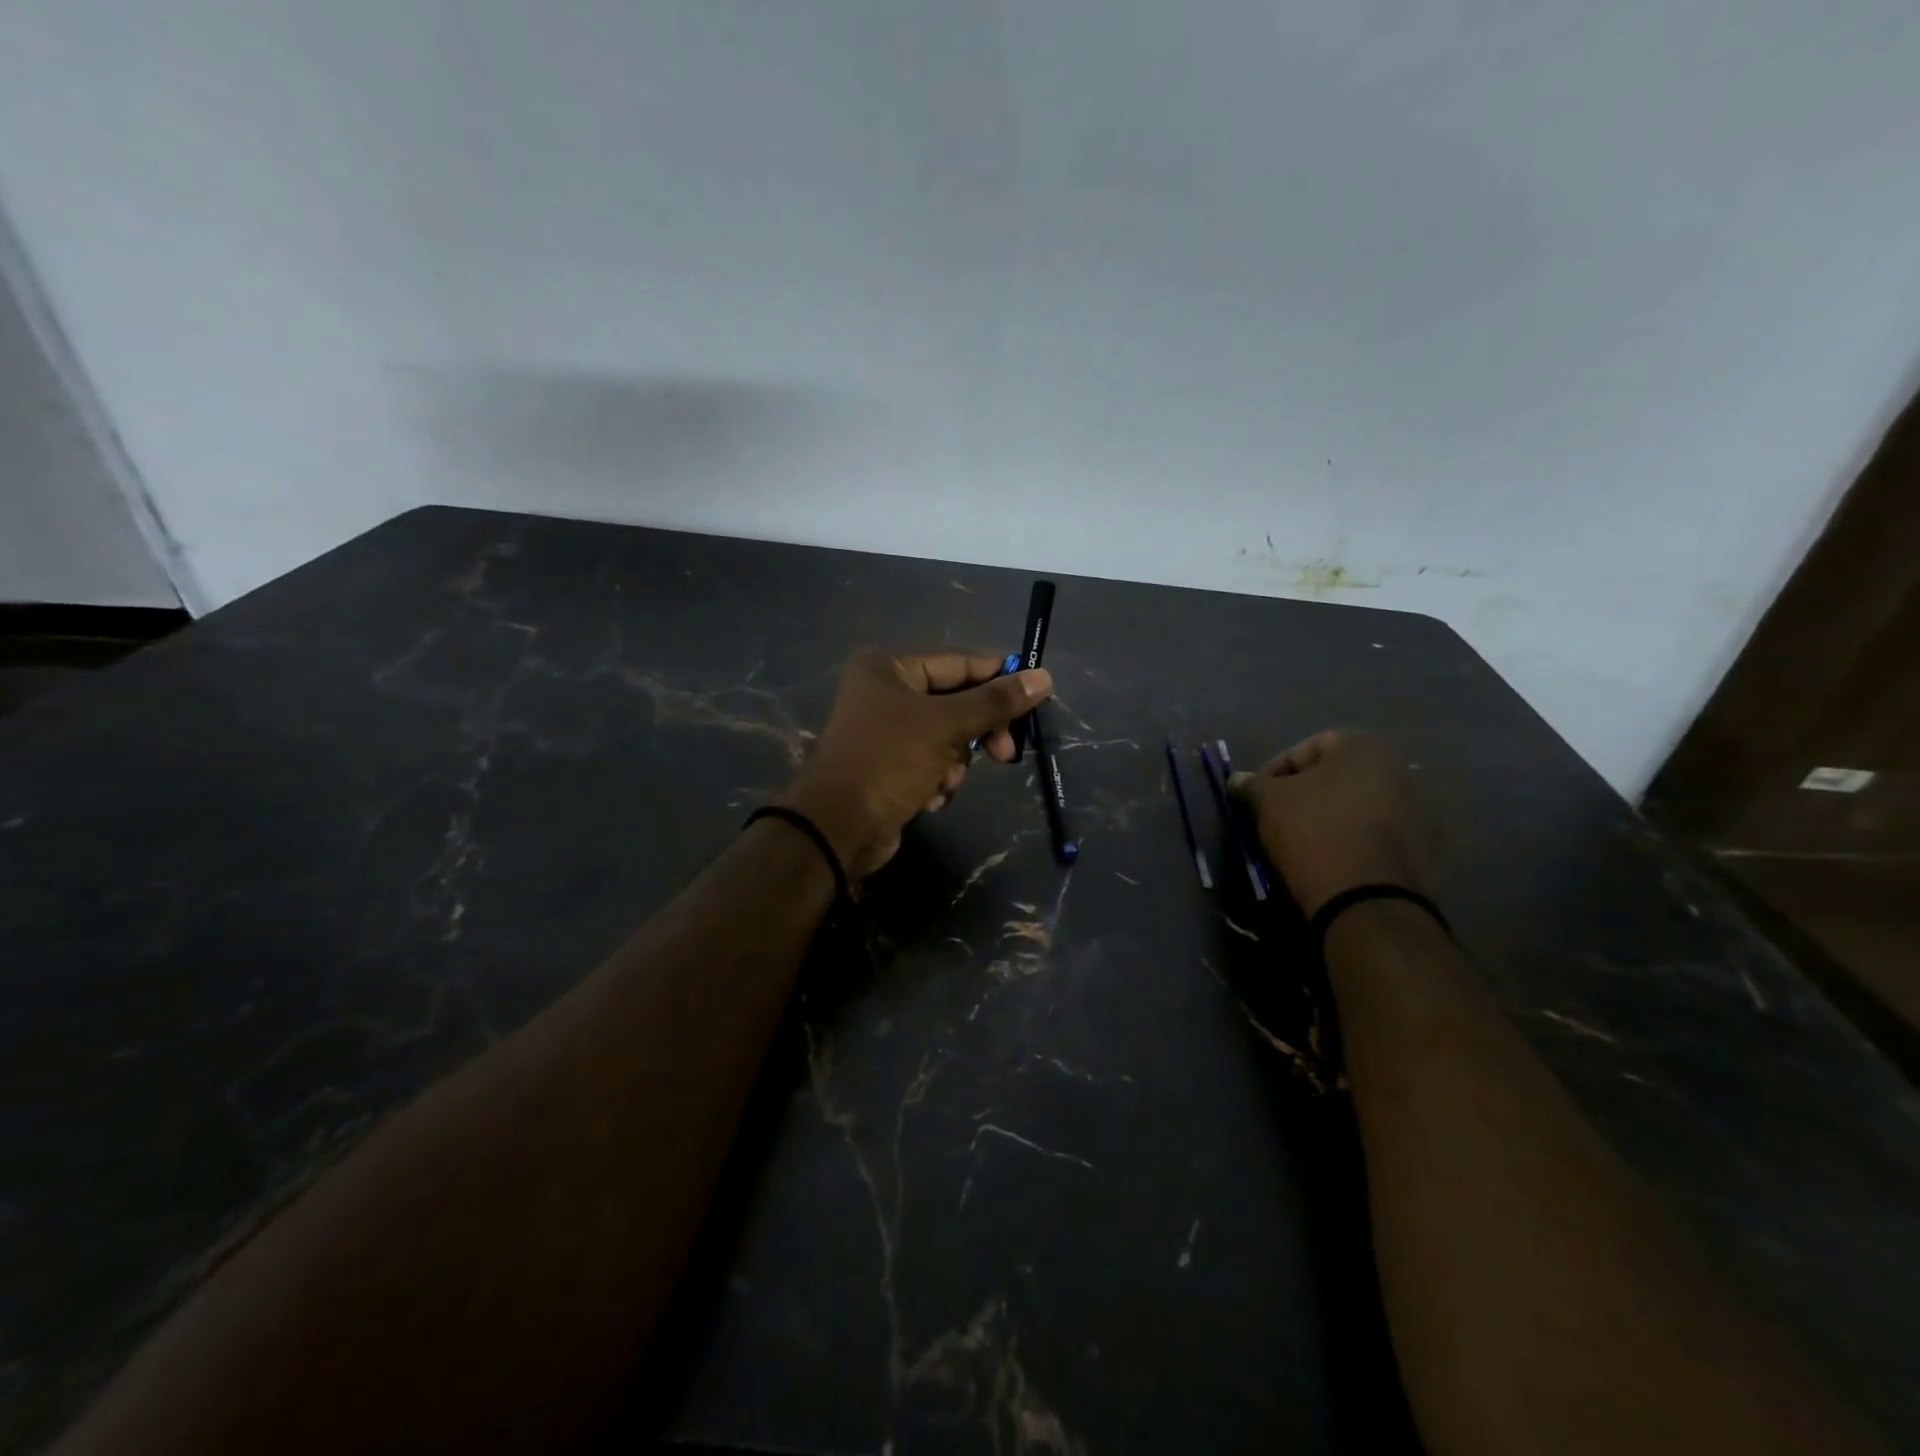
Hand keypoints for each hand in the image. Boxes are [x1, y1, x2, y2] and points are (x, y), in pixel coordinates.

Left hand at [780, 649, 1052, 878]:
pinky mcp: (888, 766)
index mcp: (889, 667)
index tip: (1035, 699)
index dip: (999, 679)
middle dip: (977, 733)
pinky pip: (930, 762)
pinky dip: (937, 779)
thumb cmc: (889, 762)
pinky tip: (929, 797)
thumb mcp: (947, 726)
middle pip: (955, 702)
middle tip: (1005, 754)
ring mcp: (884, 731)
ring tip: (944, 780)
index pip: (959, 662)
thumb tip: (1043, 678)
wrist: (838, 829)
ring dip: (954, 762)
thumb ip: (996, 702)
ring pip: (947, 737)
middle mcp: (883, 692)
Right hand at [1229, 730, 1432, 916]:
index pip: (1304, 748)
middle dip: (1302, 793)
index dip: (1273, 771)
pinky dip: (1350, 838)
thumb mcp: (1268, 802)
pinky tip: (1329, 856)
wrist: (1368, 899)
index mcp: (1362, 747)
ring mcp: (1416, 808)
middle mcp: (1397, 768)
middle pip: (1333, 775)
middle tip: (1275, 816)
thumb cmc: (1314, 832)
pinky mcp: (1422, 845)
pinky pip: (1374, 832)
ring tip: (1300, 839)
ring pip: (1354, 804)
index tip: (1256, 796)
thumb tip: (1239, 779)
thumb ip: (1252, 784)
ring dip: (1327, 815)